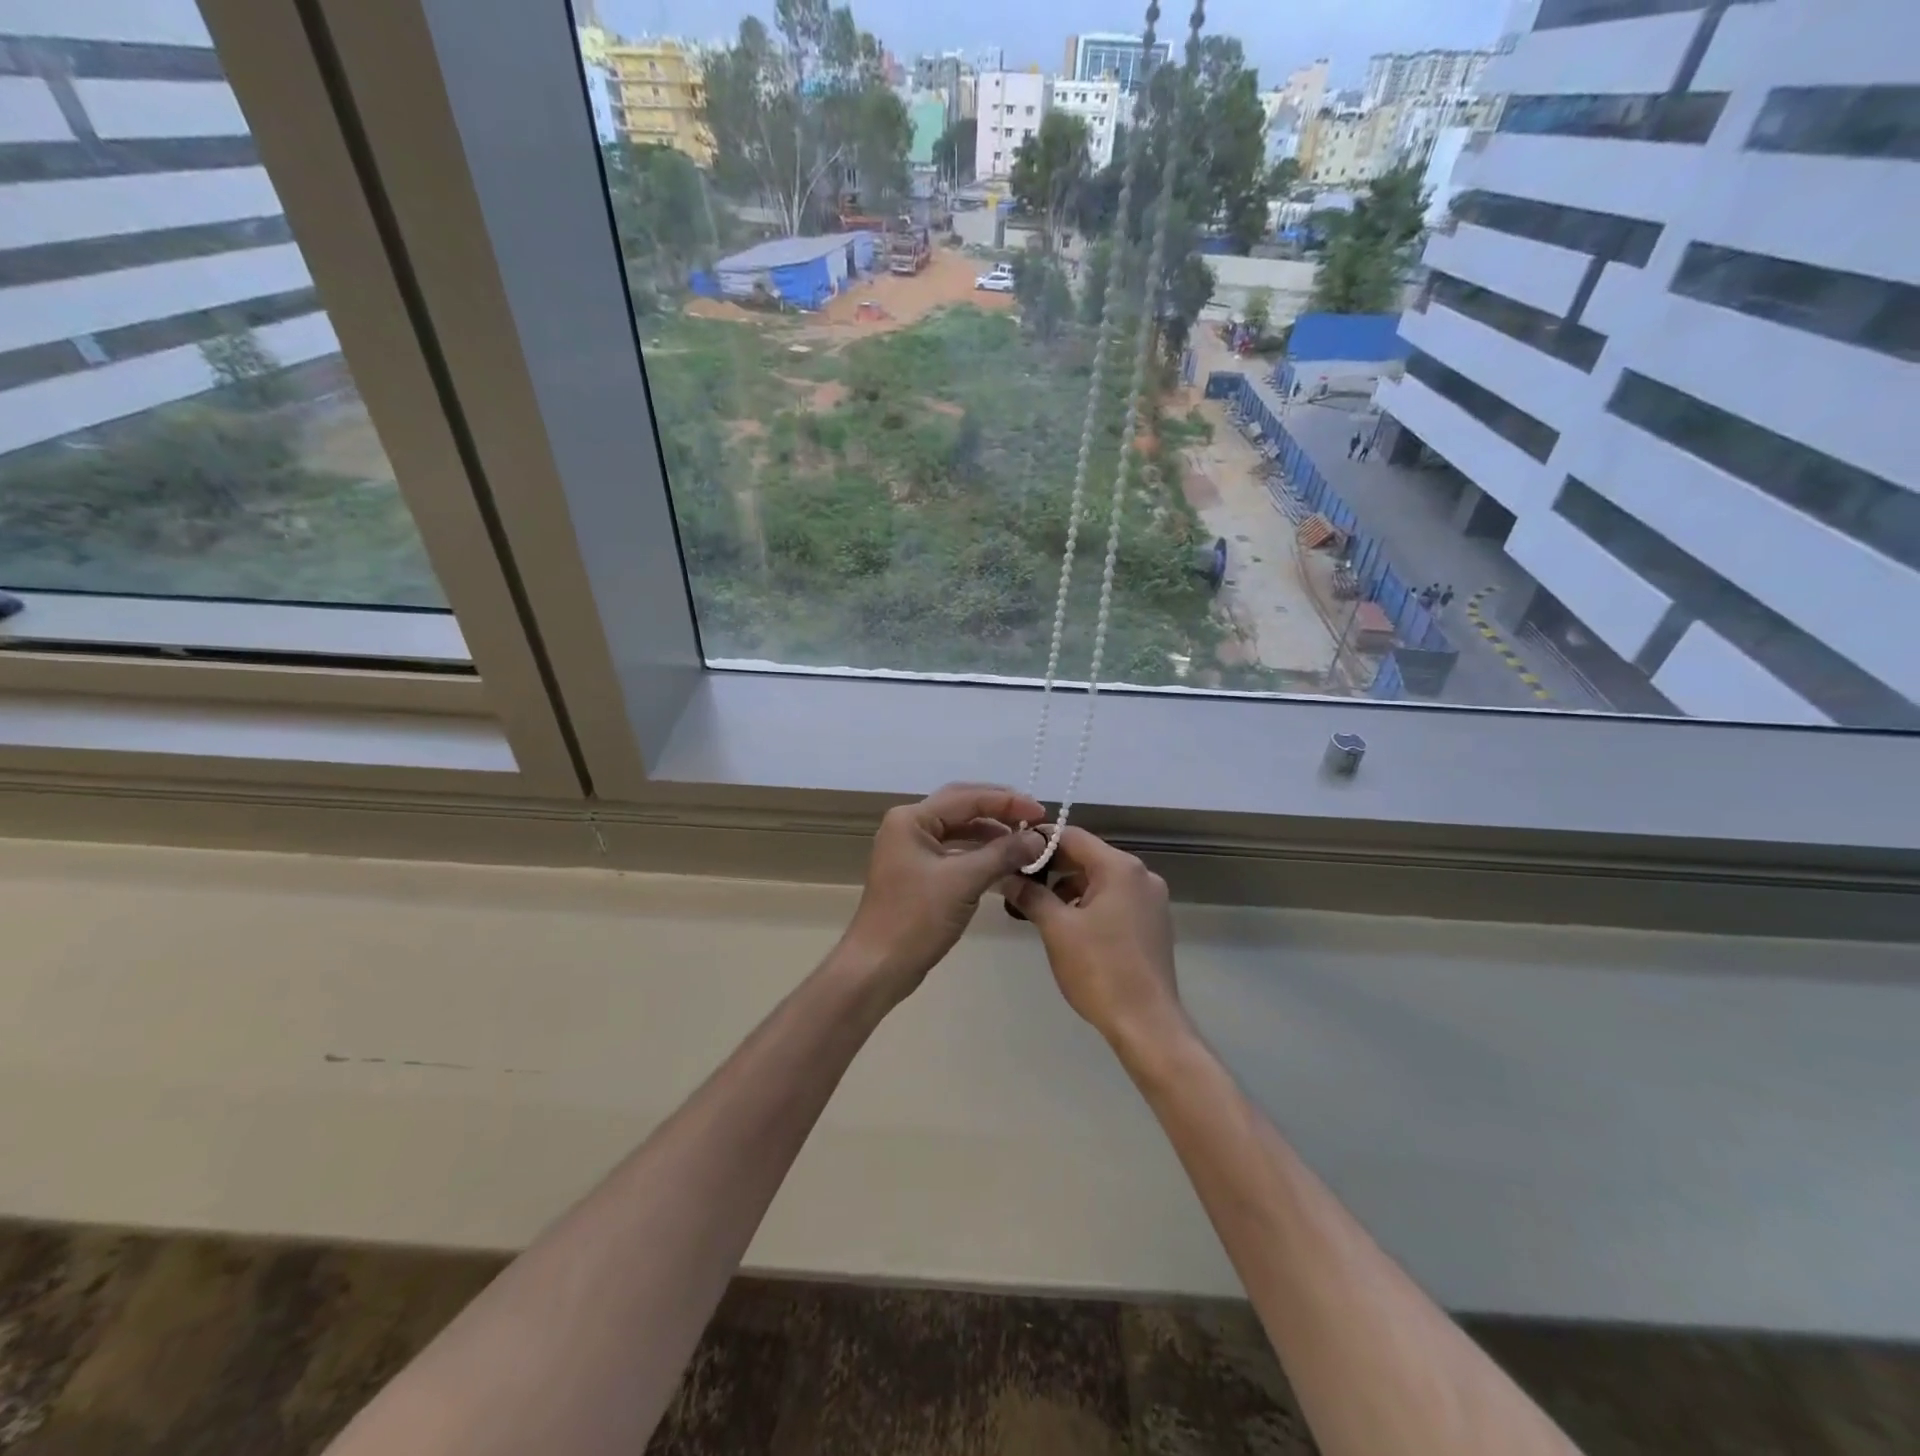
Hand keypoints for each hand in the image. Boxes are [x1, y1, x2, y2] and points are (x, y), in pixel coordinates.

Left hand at [835, 783, 1046, 1010]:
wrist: (878, 967)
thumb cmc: (916, 919)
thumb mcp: (964, 881)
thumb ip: (1003, 854)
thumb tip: (1039, 838)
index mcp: (911, 819)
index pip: (967, 797)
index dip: (1007, 802)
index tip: (1041, 812)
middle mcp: (908, 826)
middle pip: (961, 806)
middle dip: (999, 810)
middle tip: (1034, 817)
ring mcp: (911, 850)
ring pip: (958, 829)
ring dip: (991, 832)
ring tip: (1024, 840)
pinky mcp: (917, 873)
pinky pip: (954, 851)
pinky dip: (979, 853)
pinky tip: (1003, 861)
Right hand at [1000, 826, 1186, 1054]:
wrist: (1147, 1023)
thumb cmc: (1100, 969)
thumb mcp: (1057, 929)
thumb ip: (1031, 895)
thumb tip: (1006, 876)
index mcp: (1120, 868)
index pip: (1073, 836)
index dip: (1040, 841)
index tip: (1012, 851)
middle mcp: (1142, 875)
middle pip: (1089, 856)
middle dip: (1053, 867)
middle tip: (1020, 880)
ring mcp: (1151, 899)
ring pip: (1101, 879)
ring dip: (1070, 887)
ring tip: (1040, 907)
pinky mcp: (1153, 922)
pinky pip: (1116, 898)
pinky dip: (1090, 903)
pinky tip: (1070, 926)